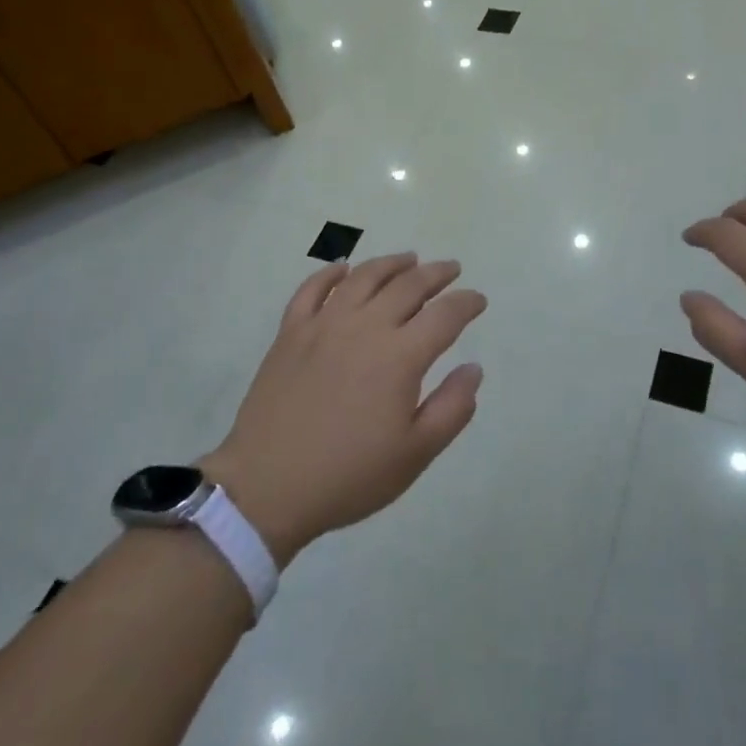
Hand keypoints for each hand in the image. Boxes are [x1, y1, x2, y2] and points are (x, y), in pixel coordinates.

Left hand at [203, 254, 486, 564]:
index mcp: (400, 356)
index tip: (478, 300)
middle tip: (452, 269)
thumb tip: (474, 368)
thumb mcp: (415, 454)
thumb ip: (452, 407)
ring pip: (364, 277)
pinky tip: (343, 268)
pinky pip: (312, 289)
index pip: (445, 315)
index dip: (466, 303)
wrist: (267, 487)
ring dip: (392, 263)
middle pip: (408, 285)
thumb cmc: (348, 475)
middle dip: (436, 274)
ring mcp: (324, 324)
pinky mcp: (291, 332)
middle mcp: (365, 327)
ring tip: (409, 258)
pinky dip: (330, 273)